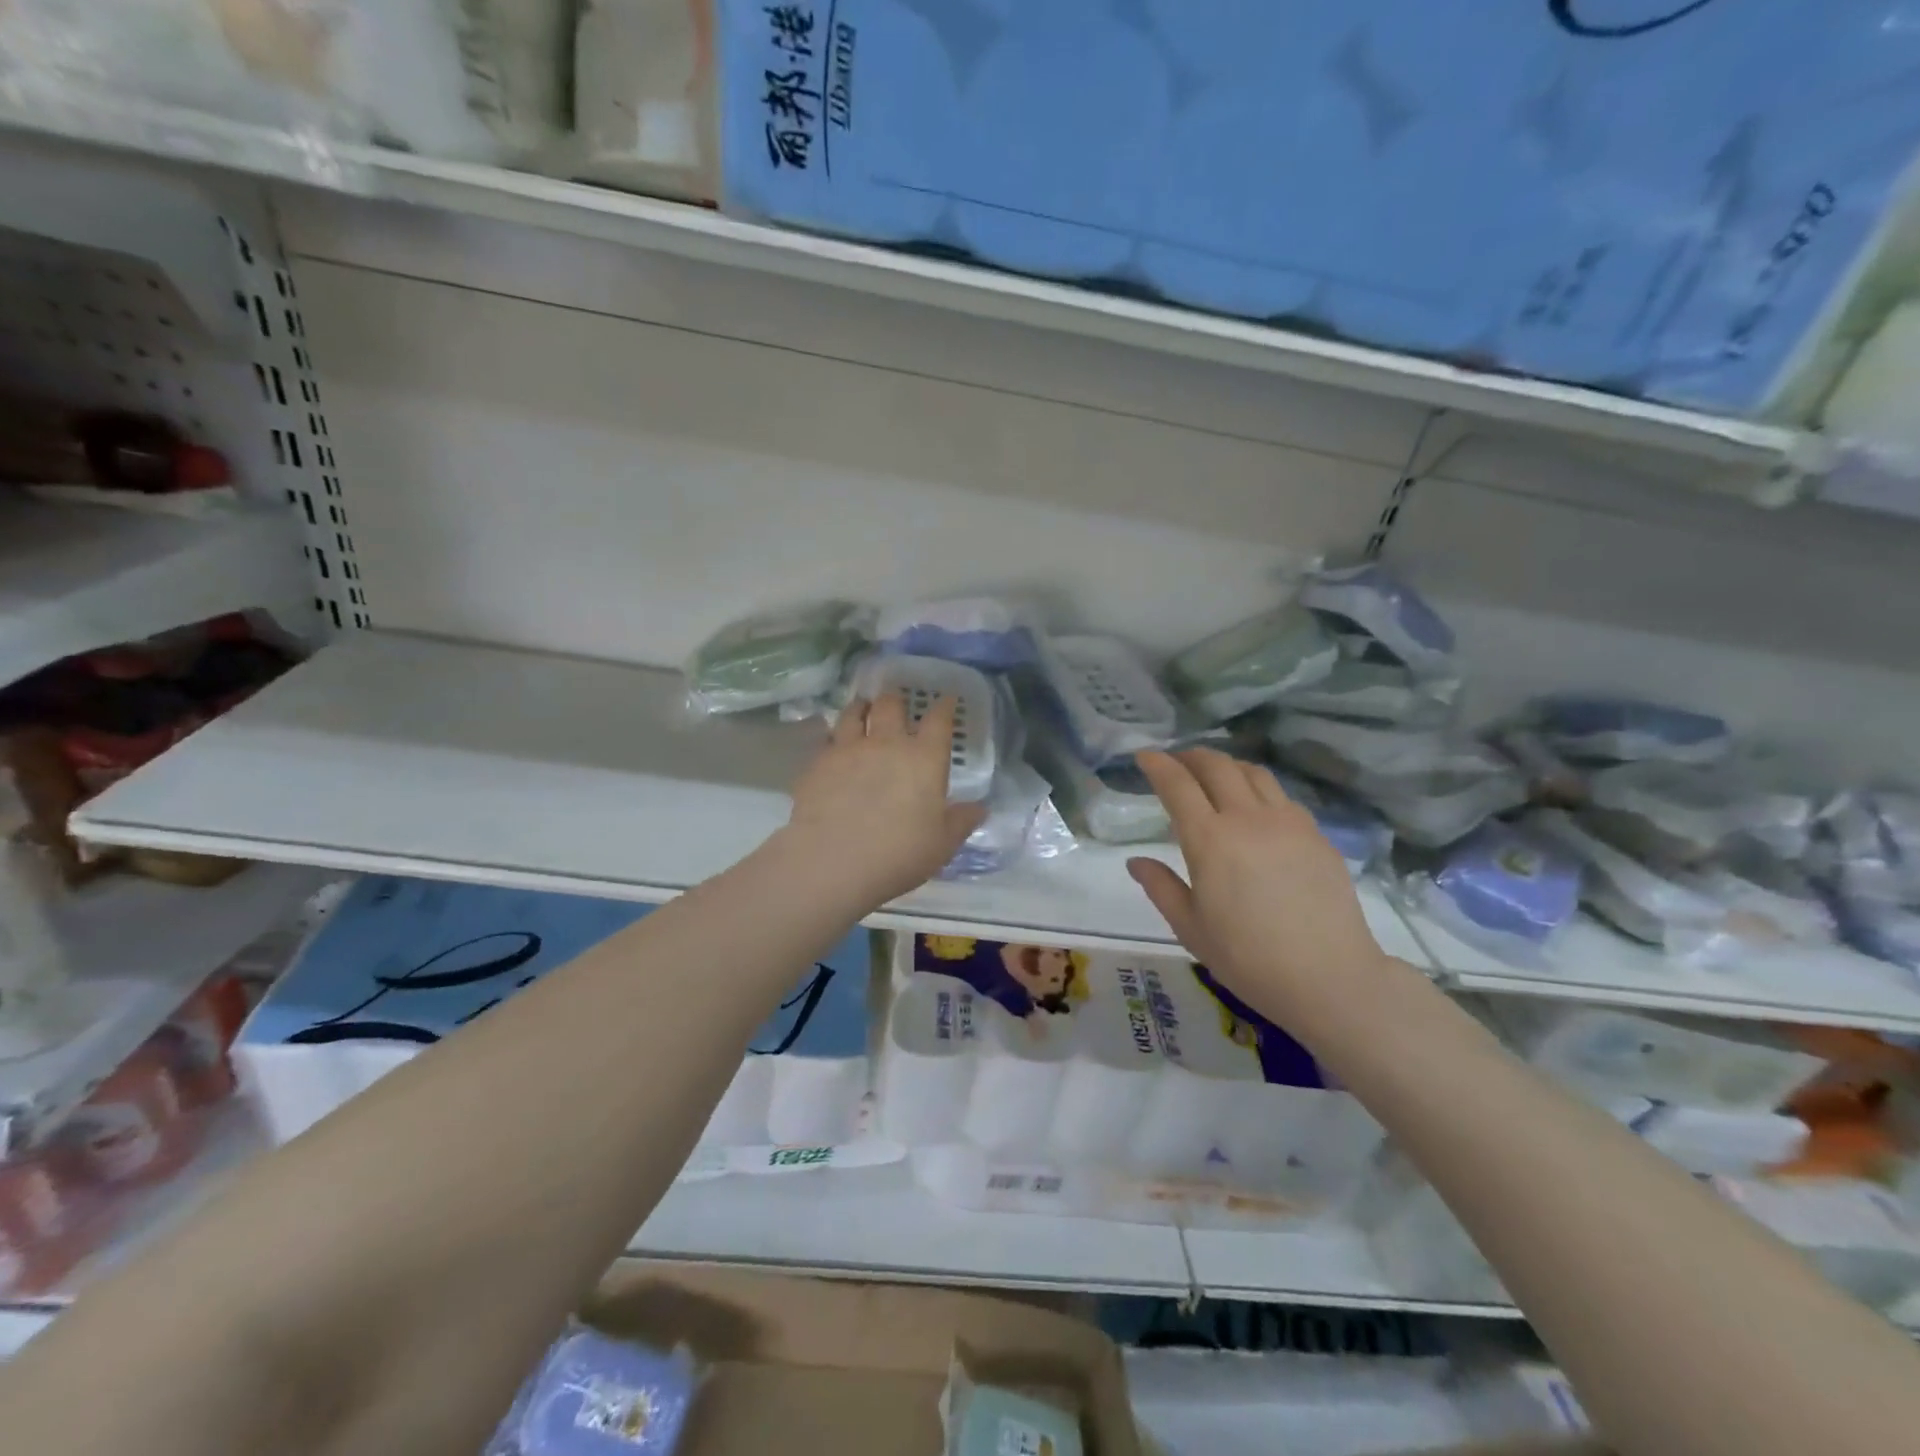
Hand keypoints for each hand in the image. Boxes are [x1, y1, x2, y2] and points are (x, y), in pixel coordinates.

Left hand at [783, 691, 985, 909]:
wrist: (831, 860)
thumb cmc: (898, 854)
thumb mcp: (941, 845)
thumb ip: (961, 822)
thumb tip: (980, 807)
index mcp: (923, 759)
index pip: (939, 720)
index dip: (944, 706)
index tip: (947, 699)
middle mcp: (886, 744)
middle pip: (891, 705)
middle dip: (896, 699)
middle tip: (896, 702)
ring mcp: (848, 749)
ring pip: (853, 713)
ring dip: (861, 707)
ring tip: (862, 708)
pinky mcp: (817, 763)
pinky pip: (827, 738)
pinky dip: (834, 735)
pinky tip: (833, 744)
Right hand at [1127, 749, 1385, 1022]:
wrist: (1330, 978)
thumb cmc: (1248, 958)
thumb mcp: (1190, 928)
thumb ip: (1160, 887)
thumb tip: (1136, 861)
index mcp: (1210, 839)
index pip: (1177, 785)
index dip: (1157, 764)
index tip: (1144, 755)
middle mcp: (1248, 818)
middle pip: (1217, 766)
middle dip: (1191, 756)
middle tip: (1176, 762)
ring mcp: (1288, 823)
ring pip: (1253, 772)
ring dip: (1227, 765)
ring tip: (1215, 776)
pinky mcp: (1317, 835)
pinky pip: (1282, 796)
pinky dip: (1258, 789)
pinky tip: (1256, 808)